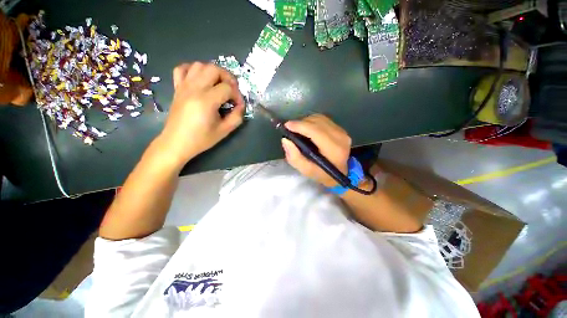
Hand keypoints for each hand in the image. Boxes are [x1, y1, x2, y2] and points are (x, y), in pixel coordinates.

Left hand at [159, 62, 244, 165]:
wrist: (176, 143)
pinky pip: (182, 69)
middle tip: (232, 90)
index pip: (228, 88)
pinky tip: (200, 79)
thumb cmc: (201, 139)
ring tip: (218, 84)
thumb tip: (241, 105)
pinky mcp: (177, 88)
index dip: (237, 95)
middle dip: (228, 77)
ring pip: (199, 65)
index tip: (238, 105)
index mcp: (207, 101)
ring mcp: (184, 86)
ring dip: (213, 71)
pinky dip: (193, 69)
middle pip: (214, 69)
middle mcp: (194, 89)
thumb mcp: (224, 131)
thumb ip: (237, 117)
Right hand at [281, 114, 350, 186]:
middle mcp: (340, 138)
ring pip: (320, 118)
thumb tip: (286, 140)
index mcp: (334, 150)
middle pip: (317, 122)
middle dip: (301, 123)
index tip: (287, 126)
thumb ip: (294, 157)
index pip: (316, 131)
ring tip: (298, 129)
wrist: (340, 173)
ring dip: (306, 121)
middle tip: (290, 129)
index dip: (300, 126)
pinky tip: (307, 129)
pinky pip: (324, 120)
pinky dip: (312, 122)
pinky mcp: (341, 129)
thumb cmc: (322, 174)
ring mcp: (342, 132)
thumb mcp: (306, 170)